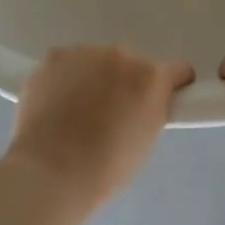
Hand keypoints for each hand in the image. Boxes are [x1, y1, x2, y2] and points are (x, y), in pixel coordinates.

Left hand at [3, 46, 194, 218]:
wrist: (49, 172)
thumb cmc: (104, 168)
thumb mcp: (145, 141)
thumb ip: (152, 110)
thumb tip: (146, 100)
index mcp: (151, 79)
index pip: (175, 72)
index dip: (170, 86)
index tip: (161, 100)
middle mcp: (121, 56)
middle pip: (130, 65)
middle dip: (123, 83)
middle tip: (108, 114)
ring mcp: (85, 53)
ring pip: (96, 62)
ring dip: (92, 78)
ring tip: (75, 111)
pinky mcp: (55, 56)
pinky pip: (67, 63)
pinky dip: (65, 79)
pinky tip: (55, 104)